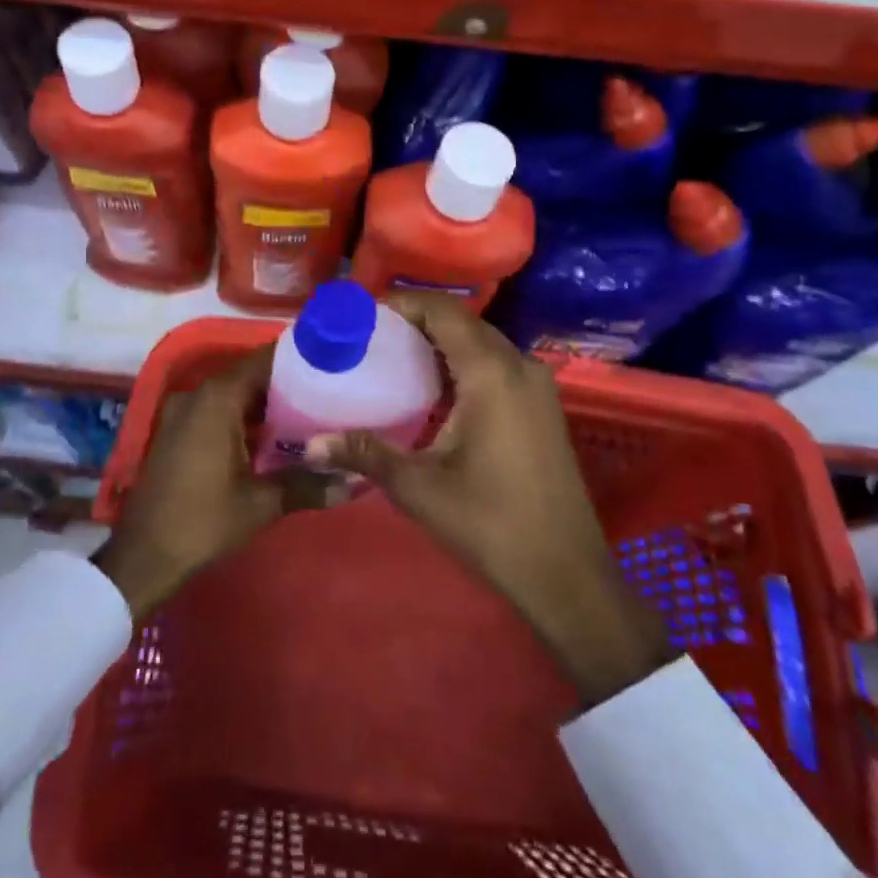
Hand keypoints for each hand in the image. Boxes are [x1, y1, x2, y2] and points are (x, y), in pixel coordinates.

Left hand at [96, 345, 325, 620]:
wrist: (143, 556)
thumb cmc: (203, 521)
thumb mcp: (261, 503)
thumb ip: (308, 485)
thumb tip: (355, 482)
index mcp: (218, 397)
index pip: (266, 360)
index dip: (300, 361)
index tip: (333, 366)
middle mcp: (199, 394)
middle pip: (252, 375)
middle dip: (289, 385)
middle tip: (330, 395)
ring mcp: (184, 411)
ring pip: (235, 395)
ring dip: (267, 405)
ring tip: (312, 415)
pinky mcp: (178, 431)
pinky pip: (219, 411)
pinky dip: (246, 419)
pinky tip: (275, 439)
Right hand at [310, 295, 674, 704]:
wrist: (566, 574)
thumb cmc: (491, 524)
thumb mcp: (420, 487)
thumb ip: (366, 453)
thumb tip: (311, 445)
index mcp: (491, 373)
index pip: (443, 311)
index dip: (403, 303)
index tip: (363, 315)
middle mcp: (519, 366)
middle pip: (463, 322)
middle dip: (417, 321)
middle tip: (371, 337)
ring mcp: (537, 386)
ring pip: (482, 343)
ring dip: (440, 343)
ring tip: (393, 358)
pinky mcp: (542, 407)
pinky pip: (497, 366)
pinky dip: (462, 364)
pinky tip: (432, 391)